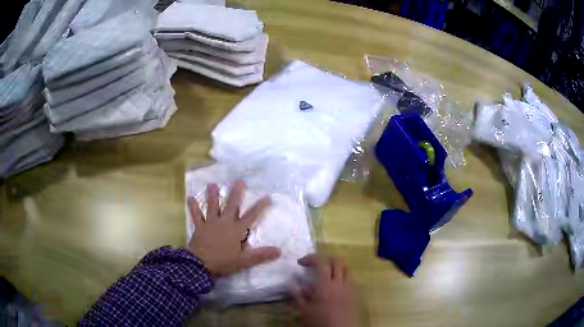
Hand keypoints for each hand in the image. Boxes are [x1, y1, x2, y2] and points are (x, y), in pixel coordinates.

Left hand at [187, 180, 280, 277]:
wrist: (200, 264)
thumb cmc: (223, 262)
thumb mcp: (244, 261)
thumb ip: (261, 255)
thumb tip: (279, 251)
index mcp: (236, 230)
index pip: (251, 216)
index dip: (260, 206)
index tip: (267, 196)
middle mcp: (224, 222)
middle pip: (231, 205)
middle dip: (236, 193)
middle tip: (239, 181)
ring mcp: (210, 223)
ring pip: (212, 206)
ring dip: (212, 195)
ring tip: (212, 184)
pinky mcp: (199, 226)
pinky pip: (196, 215)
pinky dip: (193, 207)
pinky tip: (190, 198)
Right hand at [293, 255, 356, 326]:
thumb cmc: (319, 322)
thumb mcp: (304, 310)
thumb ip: (298, 294)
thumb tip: (293, 281)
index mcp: (325, 286)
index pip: (321, 263)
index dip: (310, 258)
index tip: (300, 262)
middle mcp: (340, 283)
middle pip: (337, 261)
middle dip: (324, 259)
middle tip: (313, 266)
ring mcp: (349, 288)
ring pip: (346, 268)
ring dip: (335, 266)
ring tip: (324, 274)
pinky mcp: (354, 294)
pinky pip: (350, 278)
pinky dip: (341, 275)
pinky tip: (333, 285)